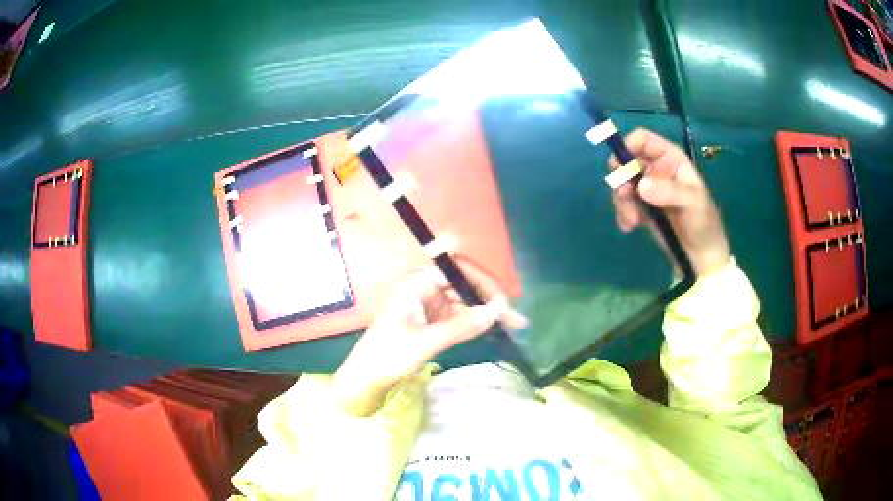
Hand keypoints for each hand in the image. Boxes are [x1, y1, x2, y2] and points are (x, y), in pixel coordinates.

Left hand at [331, 261, 526, 415]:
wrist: (367, 377)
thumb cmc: (388, 355)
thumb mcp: (426, 342)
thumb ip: (461, 326)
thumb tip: (496, 311)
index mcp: (417, 283)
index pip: (457, 270)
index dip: (483, 282)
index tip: (503, 302)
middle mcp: (424, 287)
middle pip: (464, 284)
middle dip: (489, 298)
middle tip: (514, 318)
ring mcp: (427, 303)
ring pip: (463, 300)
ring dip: (484, 310)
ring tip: (512, 323)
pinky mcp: (430, 319)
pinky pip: (457, 314)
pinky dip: (473, 321)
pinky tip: (491, 327)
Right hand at [609, 128, 730, 276]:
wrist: (701, 256)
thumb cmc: (703, 223)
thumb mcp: (692, 204)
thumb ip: (670, 191)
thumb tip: (641, 185)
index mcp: (670, 159)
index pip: (643, 140)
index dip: (628, 145)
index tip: (619, 165)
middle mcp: (656, 169)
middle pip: (626, 160)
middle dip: (621, 177)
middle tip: (624, 194)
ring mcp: (647, 189)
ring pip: (622, 183)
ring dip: (621, 200)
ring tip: (632, 220)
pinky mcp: (641, 208)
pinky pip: (623, 203)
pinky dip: (622, 214)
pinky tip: (630, 227)